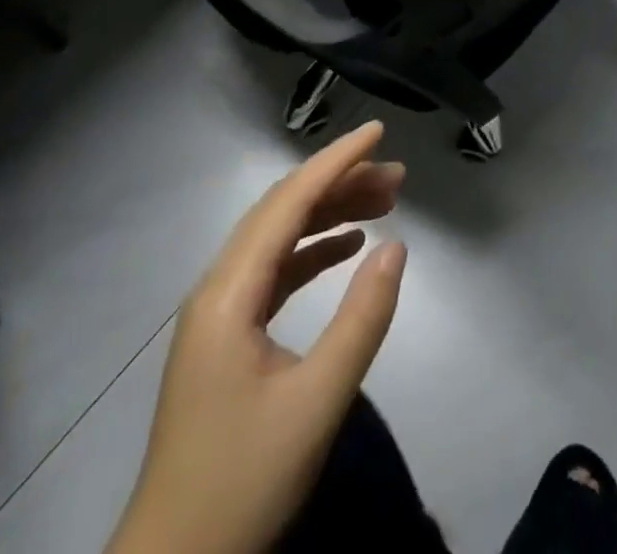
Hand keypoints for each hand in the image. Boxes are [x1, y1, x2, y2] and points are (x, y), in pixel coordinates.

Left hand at [108, 121, 407, 553]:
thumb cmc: (242, 483)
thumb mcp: (315, 404)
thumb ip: (360, 321)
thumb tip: (398, 246)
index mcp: (229, 293)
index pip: (289, 202)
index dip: (336, 162)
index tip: (378, 132)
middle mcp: (219, 288)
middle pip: (283, 212)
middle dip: (340, 184)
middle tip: (397, 176)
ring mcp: (220, 313)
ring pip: (279, 239)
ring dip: (329, 214)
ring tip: (384, 202)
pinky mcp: (227, 337)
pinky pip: (275, 272)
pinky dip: (313, 251)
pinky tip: (347, 248)